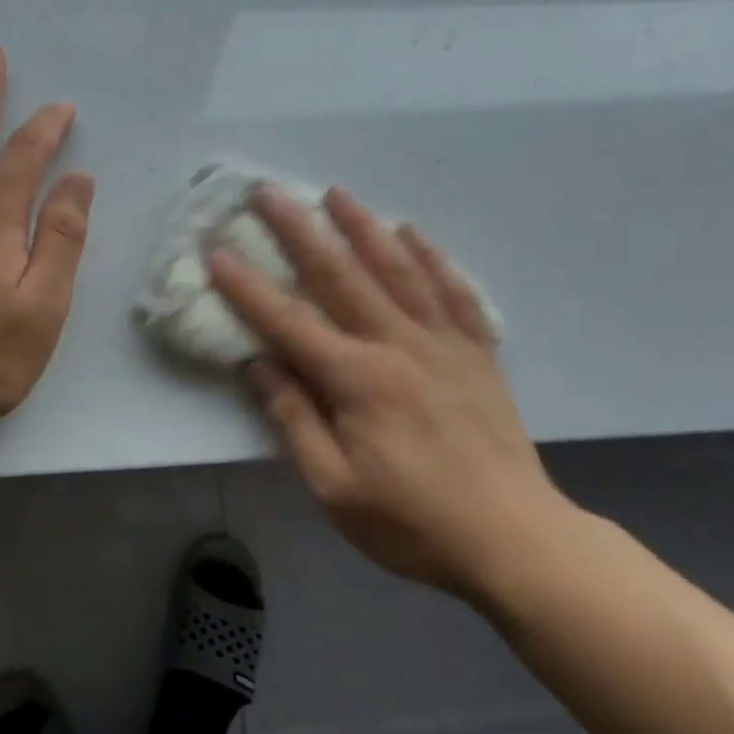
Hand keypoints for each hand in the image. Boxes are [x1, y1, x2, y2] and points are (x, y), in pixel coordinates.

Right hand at [211, 186, 572, 597]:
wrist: (515, 541)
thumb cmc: (412, 523)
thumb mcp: (334, 487)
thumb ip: (294, 419)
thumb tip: (258, 365)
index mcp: (357, 380)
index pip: (289, 322)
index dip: (248, 288)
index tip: (218, 252)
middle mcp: (398, 345)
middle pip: (341, 276)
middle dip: (299, 231)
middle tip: (270, 191)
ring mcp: (444, 344)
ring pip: (398, 270)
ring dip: (363, 227)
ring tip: (336, 193)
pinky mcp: (478, 353)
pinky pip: (454, 292)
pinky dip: (432, 258)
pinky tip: (413, 233)